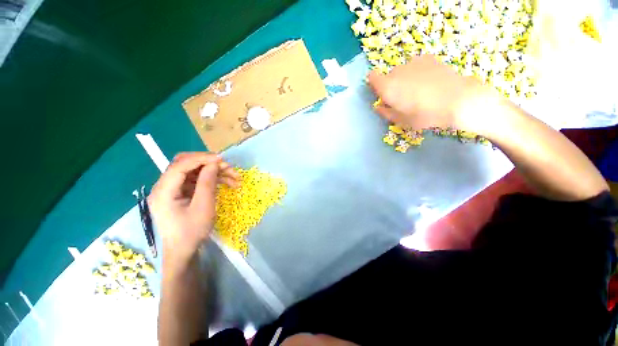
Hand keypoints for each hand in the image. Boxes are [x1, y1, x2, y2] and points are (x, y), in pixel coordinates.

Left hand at [148, 152, 239, 272]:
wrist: (184, 250)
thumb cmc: (192, 232)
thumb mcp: (203, 208)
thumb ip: (207, 183)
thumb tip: (214, 163)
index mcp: (163, 191)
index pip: (180, 165)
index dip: (201, 159)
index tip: (222, 159)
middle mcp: (165, 186)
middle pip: (185, 164)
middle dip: (208, 163)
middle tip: (228, 167)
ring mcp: (173, 189)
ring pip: (195, 171)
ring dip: (215, 172)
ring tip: (235, 178)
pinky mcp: (181, 192)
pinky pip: (197, 180)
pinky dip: (212, 179)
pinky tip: (227, 183)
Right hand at [367, 54, 495, 130]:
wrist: (457, 100)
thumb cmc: (424, 114)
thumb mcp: (401, 120)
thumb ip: (386, 113)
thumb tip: (378, 107)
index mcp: (387, 87)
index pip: (371, 77)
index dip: (374, 85)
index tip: (382, 94)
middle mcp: (397, 71)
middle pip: (388, 76)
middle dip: (391, 86)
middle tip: (404, 98)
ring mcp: (413, 62)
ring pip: (402, 71)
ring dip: (405, 79)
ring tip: (419, 90)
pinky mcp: (428, 58)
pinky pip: (415, 65)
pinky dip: (417, 72)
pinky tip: (428, 81)